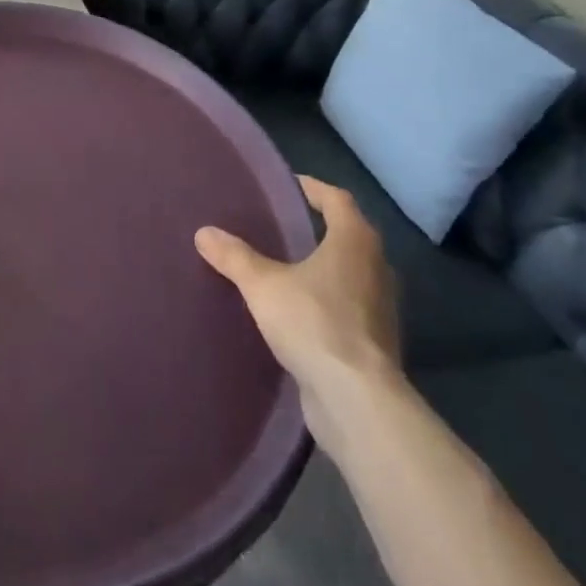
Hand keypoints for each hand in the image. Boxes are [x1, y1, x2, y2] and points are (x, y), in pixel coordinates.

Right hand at [195, 176, 399, 391]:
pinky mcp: (376, 342)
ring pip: (351, 273)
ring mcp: (381, 307)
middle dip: (318, 228)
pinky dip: (327, 300)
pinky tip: (298, 311)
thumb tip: (204, 232)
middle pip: (348, 235)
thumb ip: (234, 257)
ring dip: (324, 267)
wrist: (356, 400)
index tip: (287, 186)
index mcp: (355, 241)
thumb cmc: (313, 323)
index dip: (312, 188)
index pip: (337, 199)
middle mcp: (376, 267)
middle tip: (281, 225)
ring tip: (286, 267)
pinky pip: (349, 306)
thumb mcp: (262, 285)